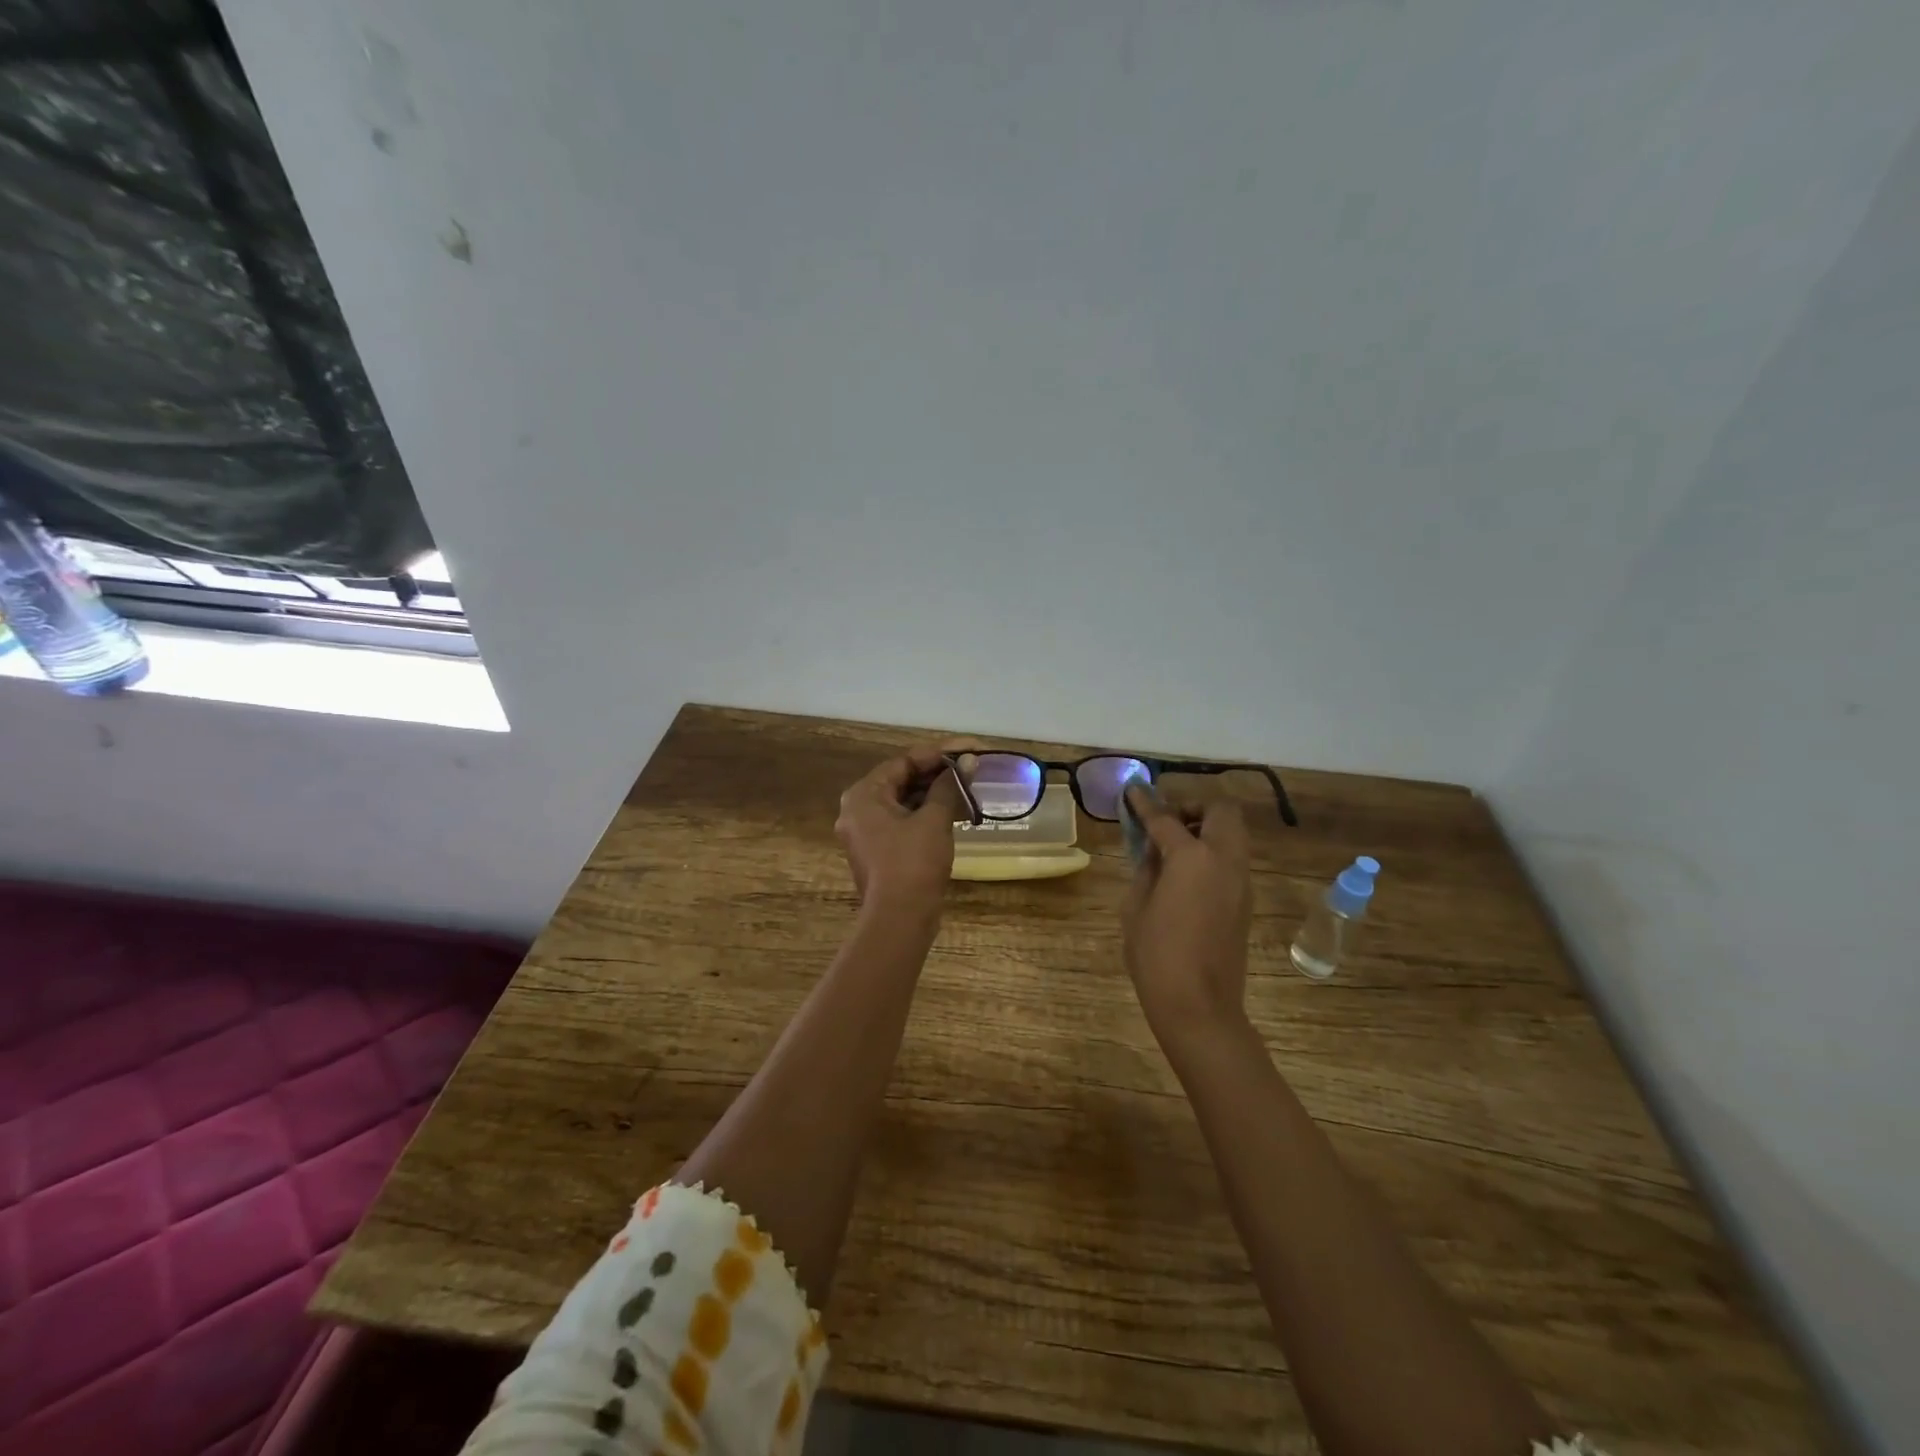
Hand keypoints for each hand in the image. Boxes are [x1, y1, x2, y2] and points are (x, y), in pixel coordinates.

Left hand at [835, 746, 968, 917]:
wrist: (899, 920)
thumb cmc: (913, 863)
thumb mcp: (934, 819)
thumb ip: (949, 786)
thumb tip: (968, 762)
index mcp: (863, 795)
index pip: (904, 761)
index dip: (940, 753)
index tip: (970, 749)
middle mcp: (858, 810)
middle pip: (902, 780)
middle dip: (939, 773)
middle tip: (972, 767)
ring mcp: (867, 833)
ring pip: (905, 802)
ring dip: (936, 794)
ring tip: (970, 787)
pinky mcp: (880, 852)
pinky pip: (904, 822)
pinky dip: (928, 814)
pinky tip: (957, 811)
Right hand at [1121, 781, 1253, 1054]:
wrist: (1200, 1007)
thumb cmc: (1157, 956)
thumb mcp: (1136, 907)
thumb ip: (1146, 868)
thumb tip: (1153, 849)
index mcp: (1192, 858)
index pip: (1166, 818)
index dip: (1146, 802)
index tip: (1134, 790)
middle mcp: (1224, 860)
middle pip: (1220, 811)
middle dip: (1192, 807)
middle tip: (1166, 821)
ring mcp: (1241, 881)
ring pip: (1233, 833)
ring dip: (1206, 828)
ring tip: (1173, 847)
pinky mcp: (1245, 900)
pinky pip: (1232, 859)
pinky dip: (1213, 852)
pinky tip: (1186, 874)